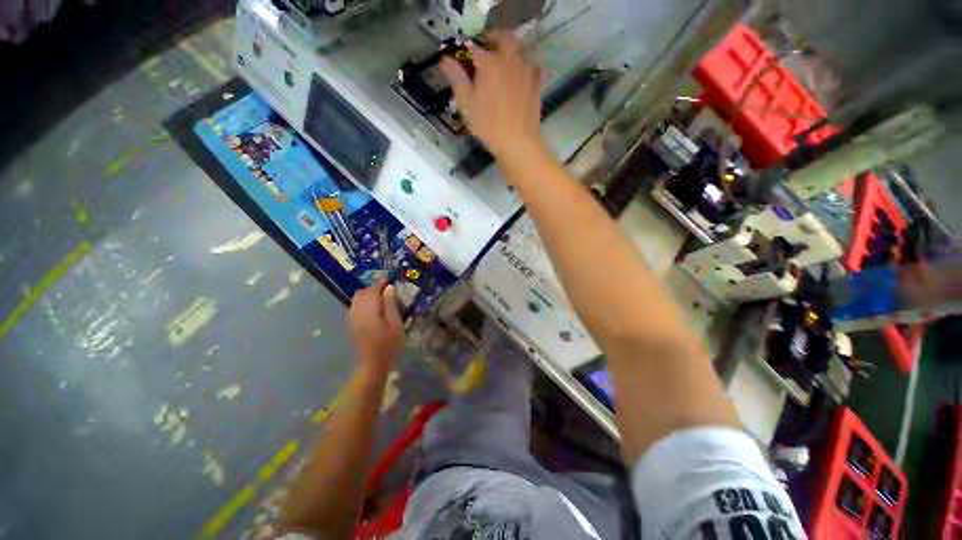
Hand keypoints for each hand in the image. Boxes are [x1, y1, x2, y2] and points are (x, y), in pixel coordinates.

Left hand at [349, 279, 403, 375]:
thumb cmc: (389, 344)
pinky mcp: (352, 323)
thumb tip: (389, 287)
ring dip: (368, 294)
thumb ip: (390, 304)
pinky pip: (356, 306)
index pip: (372, 290)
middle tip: (388, 288)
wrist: (373, 363)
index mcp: (368, 310)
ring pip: (357, 299)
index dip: (381, 282)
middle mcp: (357, 311)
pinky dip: (364, 301)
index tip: (390, 278)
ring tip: (382, 297)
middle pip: (362, 293)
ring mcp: (352, 318)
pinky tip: (374, 307)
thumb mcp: (395, 323)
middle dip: (374, 287)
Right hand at [440, 31, 544, 167]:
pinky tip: (517, 76)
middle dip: (493, 40)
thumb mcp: (467, 105)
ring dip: (509, 50)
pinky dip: (522, 63)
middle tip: (486, 51)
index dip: (467, 51)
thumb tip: (445, 60)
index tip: (464, 58)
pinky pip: (529, 63)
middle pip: (502, 38)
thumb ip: (457, 79)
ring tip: (502, 63)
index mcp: (489, 63)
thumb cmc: (489, 126)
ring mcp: (526, 68)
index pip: (474, 47)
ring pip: (518, 48)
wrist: (518, 142)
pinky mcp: (536, 81)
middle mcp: (509, 59)